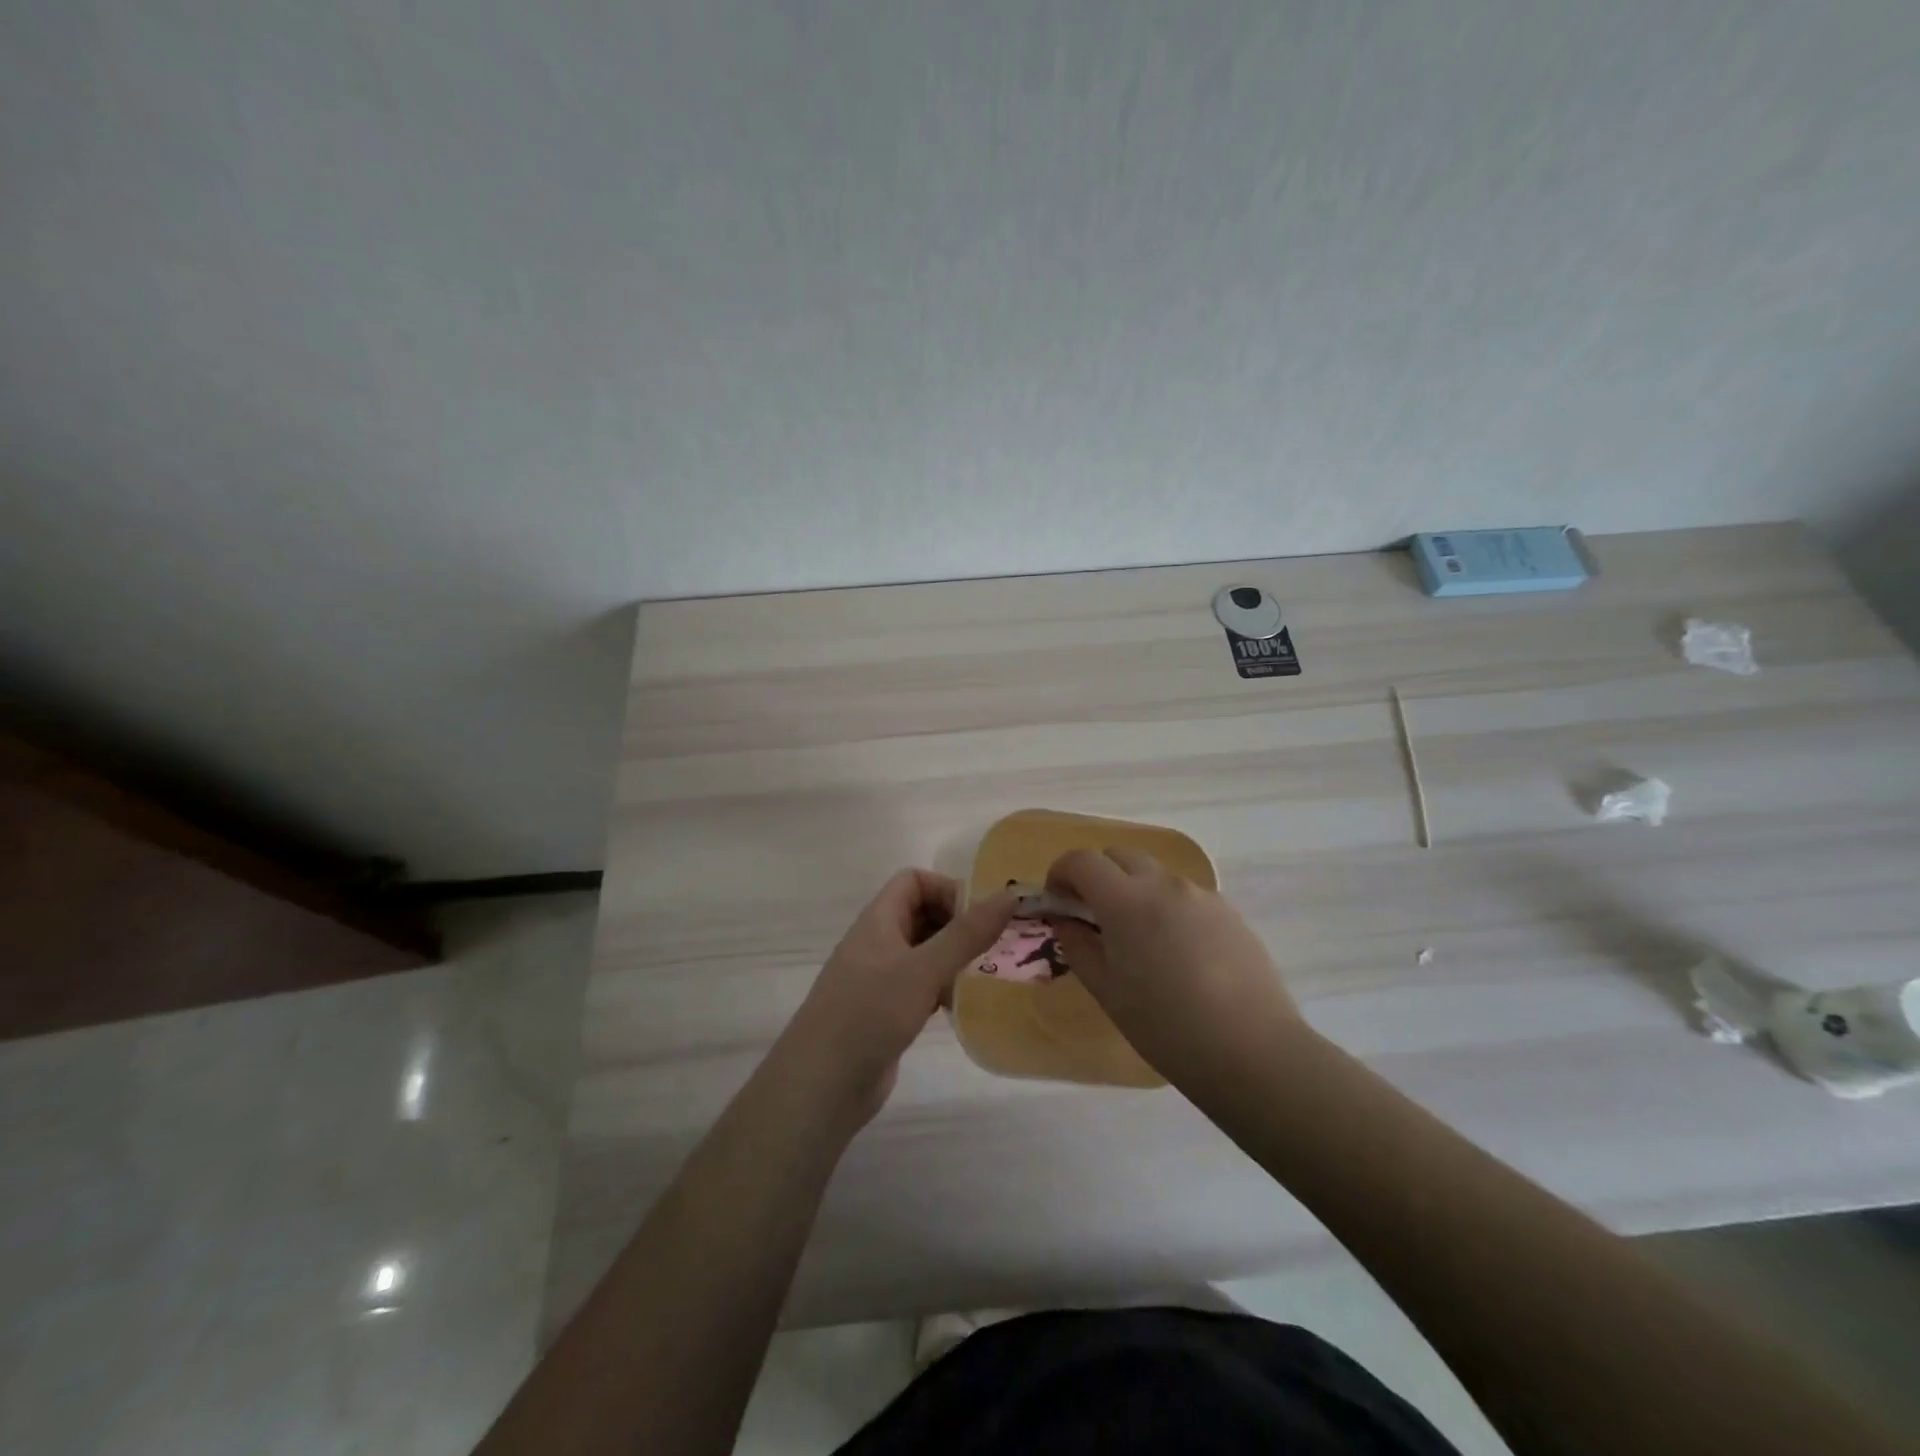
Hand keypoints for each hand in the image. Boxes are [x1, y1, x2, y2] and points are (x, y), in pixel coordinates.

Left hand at [775, 870, 1015, 1127]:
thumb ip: (967, 933)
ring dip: (954, 958)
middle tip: (995, 946)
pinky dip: (943, 988)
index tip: (980, 918)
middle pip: (921, 914)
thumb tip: (1010, 894)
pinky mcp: (886, 1012)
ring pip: (924, 953)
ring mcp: (880, 979)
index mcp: (878, 920)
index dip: (947, 890)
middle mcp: (878, 942)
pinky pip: (921, 986)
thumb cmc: (870, 1014)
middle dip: (958, 924)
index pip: (914, 881)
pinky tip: (965, 1006)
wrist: (821, 1086)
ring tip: (988, 974)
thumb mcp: (924, 969)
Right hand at [1045, 848, 1307, 1088]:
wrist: (1253, 1051)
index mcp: (1126, 901)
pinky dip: (1165, 905)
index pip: (1082, 860)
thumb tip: (1065, 920)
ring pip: (1154, 874)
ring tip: (1137, 938)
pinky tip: (1176, 951)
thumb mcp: (1108, 992)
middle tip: (1091, 915)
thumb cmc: (1167, 1027)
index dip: (1061, 872)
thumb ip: (1079, 947)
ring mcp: (1201, 894)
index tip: (1056, 900)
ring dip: (1133, 889)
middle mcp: (1164, 884)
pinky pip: (1184, 894)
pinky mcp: (1228, 911)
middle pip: (1118, 856)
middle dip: (1097, 876)